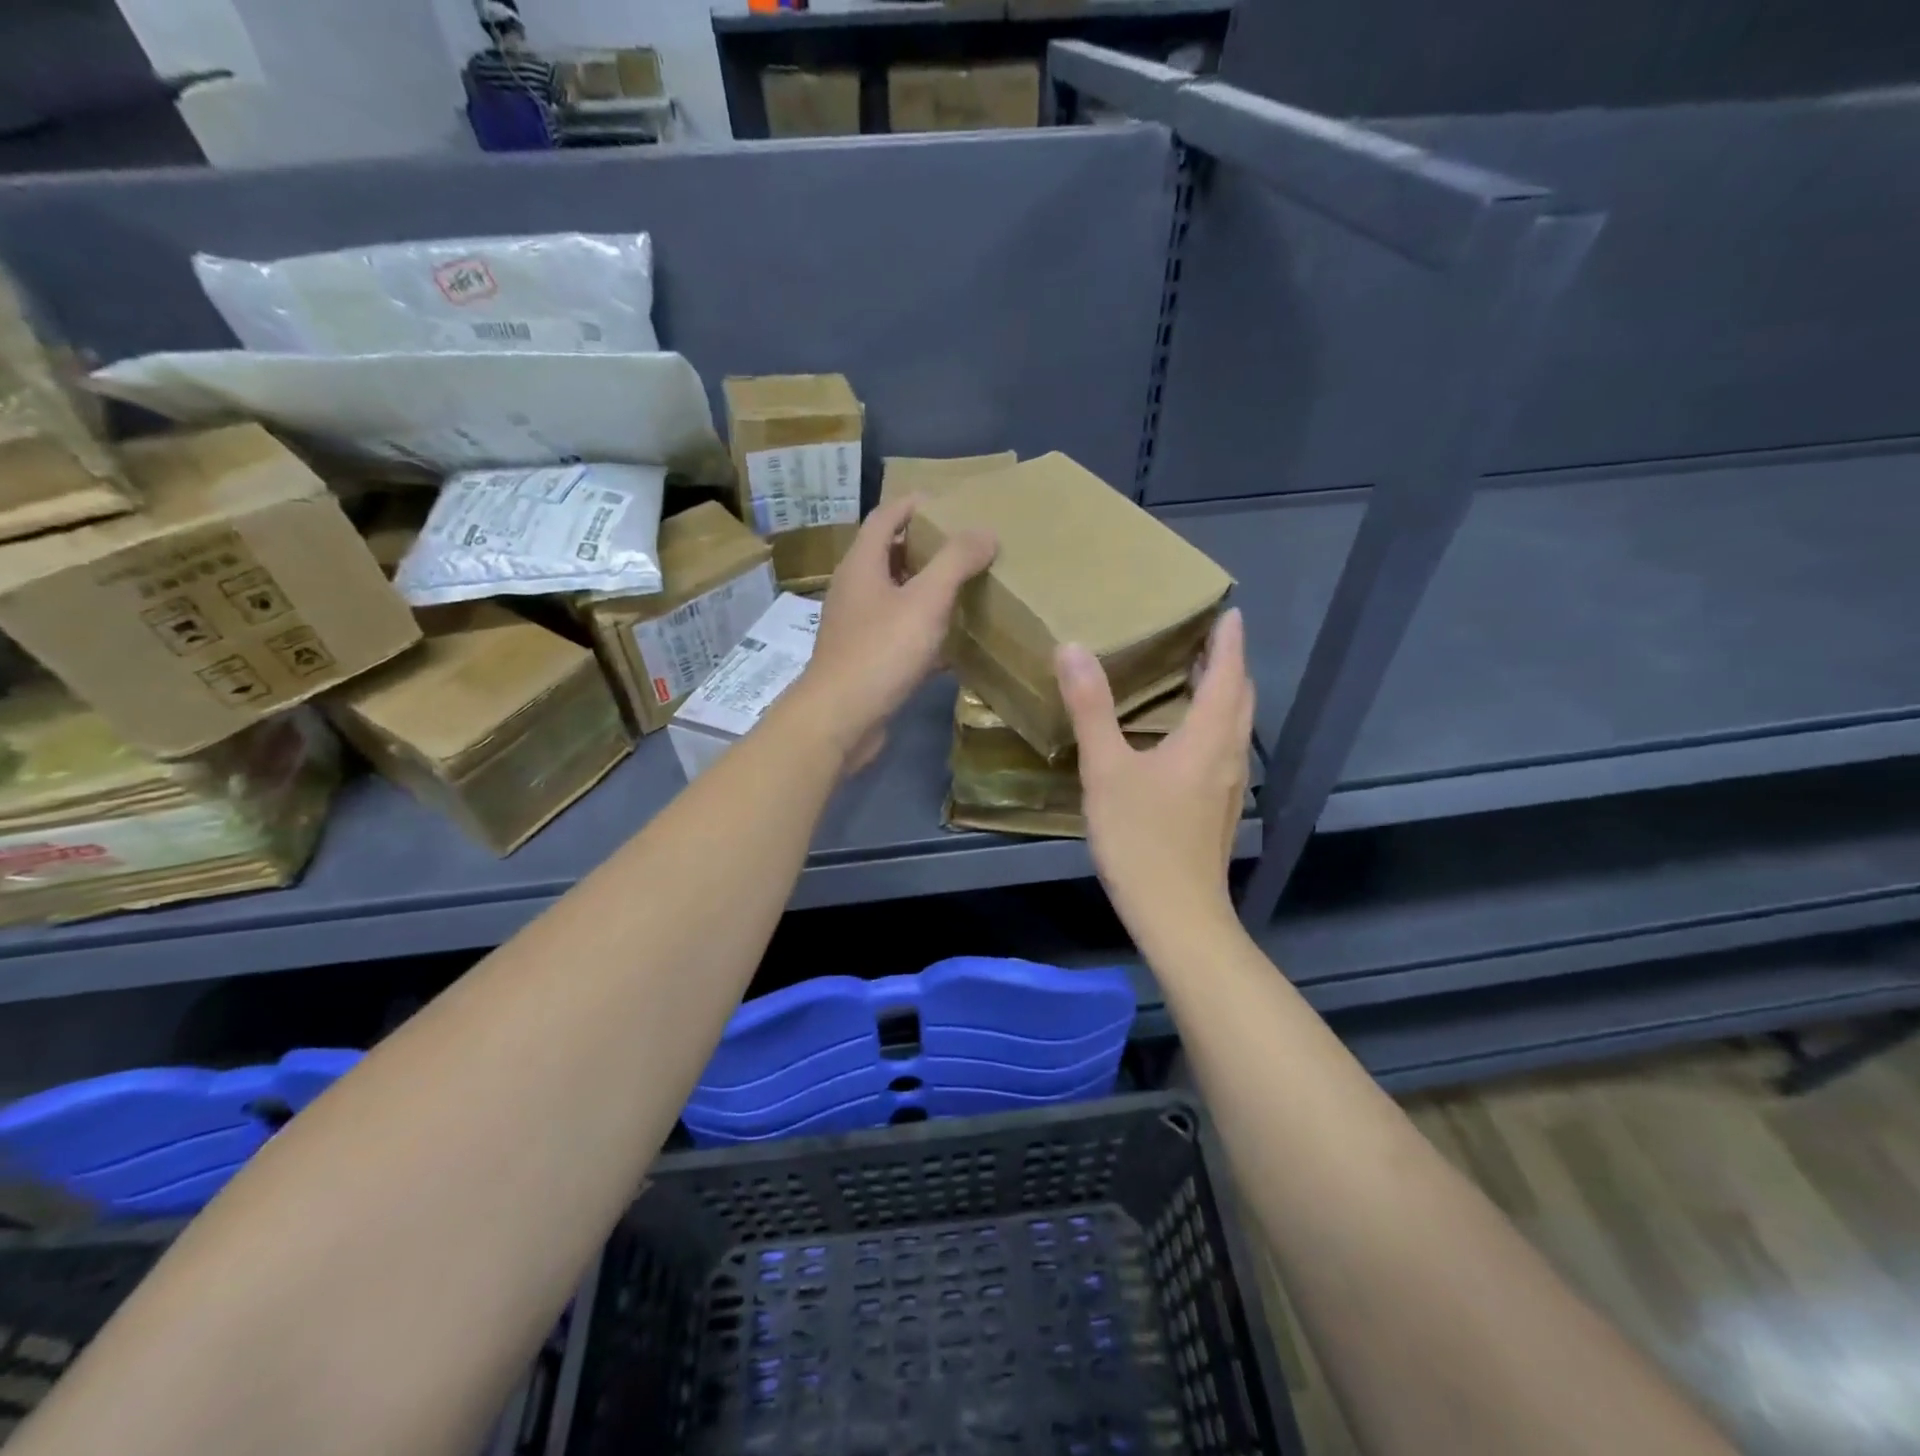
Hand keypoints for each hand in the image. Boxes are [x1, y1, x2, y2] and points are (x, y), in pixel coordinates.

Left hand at [790, 495, 995, 770]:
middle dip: (925, 547)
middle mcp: (854, 591)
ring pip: (895, 597)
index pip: (885, 517)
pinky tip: (953, 641)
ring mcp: (857, 628)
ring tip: (965, 587)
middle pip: (889, 555)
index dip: (914, 504)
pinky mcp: (866, 660)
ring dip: (926, 590)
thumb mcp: (925, 600)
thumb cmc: (880, 652)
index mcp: (862, 565)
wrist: (840, 719)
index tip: (949, 503)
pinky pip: (899, 634)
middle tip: (965, 546)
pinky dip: (924, 630)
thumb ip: (955, 562)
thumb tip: (985, 531)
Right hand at [1057, 608, 1252, 933]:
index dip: (1228, 641)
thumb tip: (1074, 648)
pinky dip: (1211, 726)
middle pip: (1239, 698)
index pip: (1228, 674)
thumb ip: (1091, 709)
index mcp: (1207, 738)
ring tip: (1194, 678)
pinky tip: (1182, 738)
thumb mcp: (1106, 771)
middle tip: (1205, 639)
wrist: (1177, 914)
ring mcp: (1227, 787)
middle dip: (1227, 665)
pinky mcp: (1218, 811)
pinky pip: (1223, 750)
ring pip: (1234, 727)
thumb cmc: (1141, 839)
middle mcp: (1228, 756)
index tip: (1229, 612)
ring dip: (1221, 696)